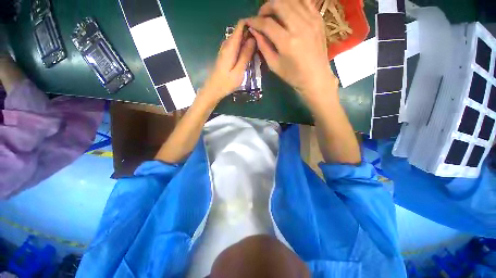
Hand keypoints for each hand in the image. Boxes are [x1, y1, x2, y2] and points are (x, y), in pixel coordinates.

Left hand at [201, 20, 255, 102]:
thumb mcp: (238, 72)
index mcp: (230, 46)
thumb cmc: (226, 83)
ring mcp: (225, 49)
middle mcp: (227, 44)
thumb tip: (253, 39)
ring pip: (239, 38)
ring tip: (258, 49)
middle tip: (262, 43)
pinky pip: (236, 46)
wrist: (213, 90)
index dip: (251, 24)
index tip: (261, 31)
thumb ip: (245, 55)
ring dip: (248, 41)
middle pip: (240, 31)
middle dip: (251, 33)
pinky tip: (249, 55)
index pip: (240, 25)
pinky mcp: (226, 55)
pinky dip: (244, 47)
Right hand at [245, 0, 337, 101]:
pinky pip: (305, 1)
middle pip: (279, 4)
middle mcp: (300, 27)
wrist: (316, 78)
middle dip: (266, 7)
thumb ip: (263, 47)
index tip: (249, 22)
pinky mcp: (319, 19)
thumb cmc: (293, 76)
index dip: (255, 21)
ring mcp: (311, 20)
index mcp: (287, 43)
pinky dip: (294, 2)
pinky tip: (288, 10)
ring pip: (291, 0)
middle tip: (262, 17)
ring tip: (274, 13)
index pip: (267, 24)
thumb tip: (254, 31)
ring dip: (279, 3)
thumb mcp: (274, 65)